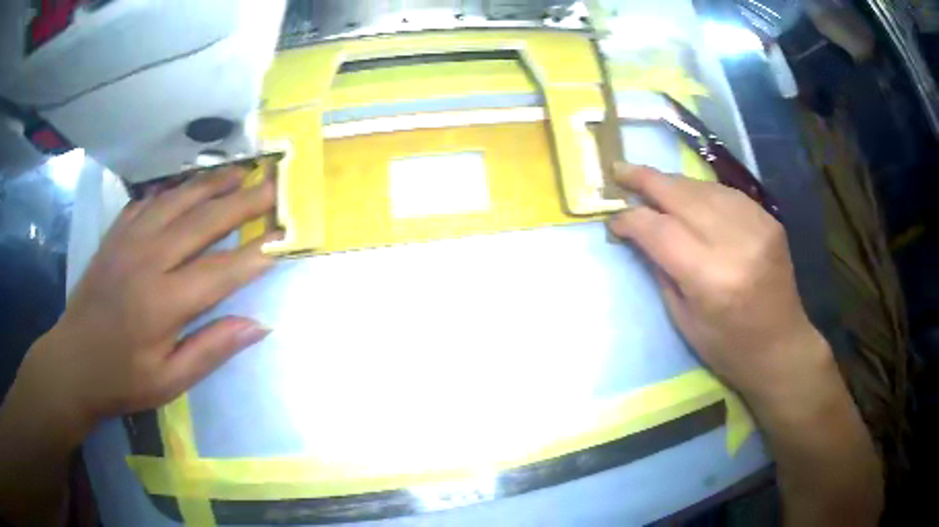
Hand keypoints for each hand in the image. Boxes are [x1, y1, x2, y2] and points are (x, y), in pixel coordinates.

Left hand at [16, 167, 277, 439]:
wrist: (73, 361)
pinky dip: (172, 190)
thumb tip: (258, 325)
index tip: (284, 236)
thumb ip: (212, 350)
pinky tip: (186, 187)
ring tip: (238, 172)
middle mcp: (147, 261)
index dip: (255, 254)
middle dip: (242, 202)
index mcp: (163, 303)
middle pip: (203, 222)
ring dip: (210, 184)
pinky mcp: (115, 235)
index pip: (221, 271)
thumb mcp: (169, 381)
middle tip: (272, 184)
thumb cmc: (122, 379)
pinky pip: (148, 202)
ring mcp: (128, 241)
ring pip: (176, 201)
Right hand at [608, 164, 823, 402]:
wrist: (781, 346)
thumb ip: (661, 270)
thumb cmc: (728, 347)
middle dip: (645, 180)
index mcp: (710, 278)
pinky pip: (726, 194)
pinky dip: (701, 192)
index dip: (630, 219)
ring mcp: (756, 225)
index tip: (613, 220)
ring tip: (651, 184)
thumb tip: (638, 234)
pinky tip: (689, 197)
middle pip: (680, 195)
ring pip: (703, 188)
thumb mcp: (683, 320)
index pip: (659, 230)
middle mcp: (735, 242)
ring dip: (673, 184)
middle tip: (619, 170)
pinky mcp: (769, 219)